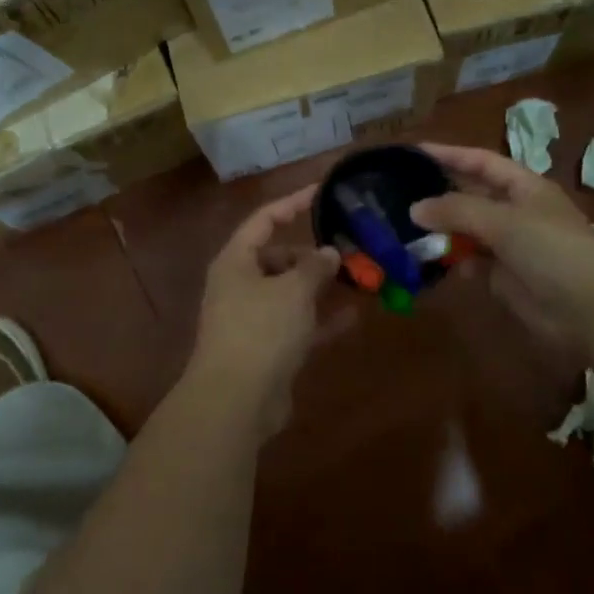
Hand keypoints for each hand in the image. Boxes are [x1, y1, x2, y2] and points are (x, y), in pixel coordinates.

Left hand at [190, 184, 342, 436]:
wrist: (236, 402)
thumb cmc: (261, 331)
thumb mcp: (293, 290)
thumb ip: (315, 267)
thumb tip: (330, 253)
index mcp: (236, 260)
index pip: (265, 219)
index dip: (293, 203)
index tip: (323, 191)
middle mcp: (240, 284)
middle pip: (278, 256)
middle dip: (312, 254)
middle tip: (348, 250)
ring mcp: (252, 318)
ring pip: (290, 292)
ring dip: (320, 287)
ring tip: (357, 277)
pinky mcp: (267, 348)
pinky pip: (298, 324)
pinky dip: (321, 319)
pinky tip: (354, 316)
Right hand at [411, 143, 593, 341]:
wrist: (592, 308)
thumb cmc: (551, 248)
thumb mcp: (502, 220)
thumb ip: (456, 210)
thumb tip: (414, 208)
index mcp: (523, 186)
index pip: (480, 162)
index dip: (449, 155)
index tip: (414, 152)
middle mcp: (516, 211)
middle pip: (471, 195)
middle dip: (439, 194)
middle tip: (398, 193)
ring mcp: (511, 246)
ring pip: (468, 231)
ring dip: (441, 230)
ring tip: (404, 228)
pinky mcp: (505, 278)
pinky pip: (472, 263)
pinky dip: (453, 261)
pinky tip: (430, 261)